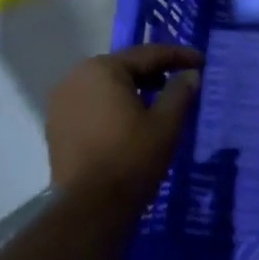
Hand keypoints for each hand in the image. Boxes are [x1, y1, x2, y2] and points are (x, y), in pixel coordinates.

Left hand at [46, 45, 202, 196]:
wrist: (90, 205)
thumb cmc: (132, 158)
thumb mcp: (166, 123)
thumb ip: (180, 92)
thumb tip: (190, 75)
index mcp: (102, 69)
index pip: (147, 54)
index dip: (178, 56)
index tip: (201, 62)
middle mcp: (75, 76)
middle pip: (123, 67)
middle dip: (153, 72)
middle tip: (180, 80)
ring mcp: (61, 101)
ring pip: (105, 85)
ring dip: (132, 88)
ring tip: (157, 100)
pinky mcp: (57, 124)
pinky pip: (91, 103)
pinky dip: (113, 105)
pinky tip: (129, 120)